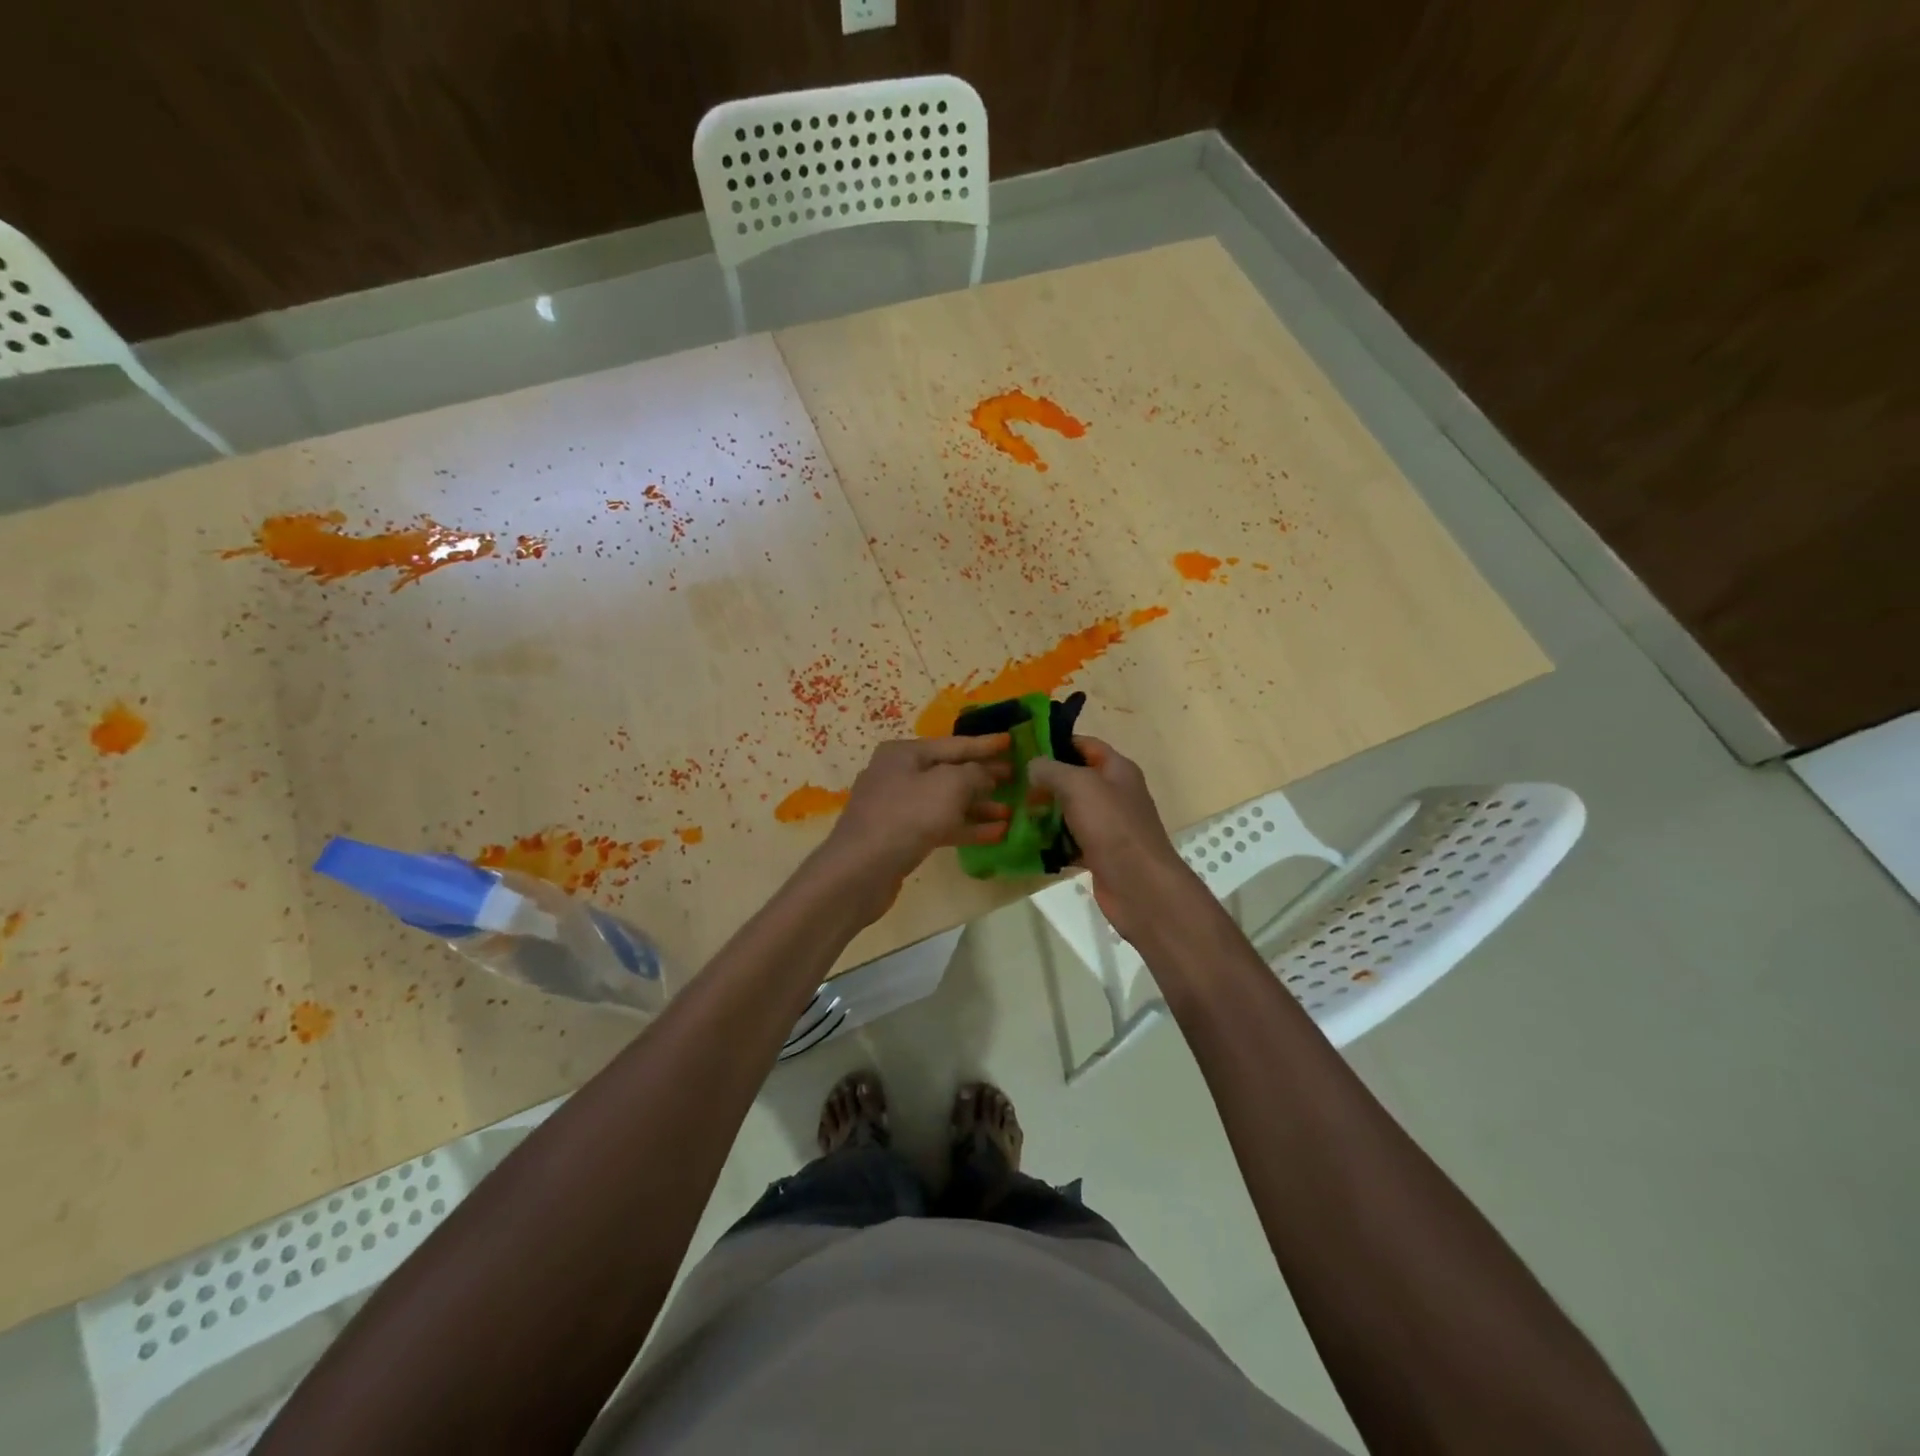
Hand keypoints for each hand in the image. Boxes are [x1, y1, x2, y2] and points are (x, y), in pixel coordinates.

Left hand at [823, 735, 1012, 884]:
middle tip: (1017, 779)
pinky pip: (939, 825)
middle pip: (949, 772)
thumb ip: (975, 774)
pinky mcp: (900, 836)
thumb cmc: (907, 816)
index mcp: (904, 753)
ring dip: (978, 806)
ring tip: (1012, 811)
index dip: (984, 744)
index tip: (1011, 742)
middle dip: (984, 777)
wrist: (860, 870)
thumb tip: (986, 775)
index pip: (953, 744)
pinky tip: (995, 834)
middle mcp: (898, 774)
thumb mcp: (949, 786)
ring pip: (946, 801)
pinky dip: (965, 827)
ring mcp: (897, 807)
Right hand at [1027, 736, 1201, 945]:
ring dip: (1045, 812)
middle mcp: (1115, 794)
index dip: (1056, 742)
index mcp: (1117, 770)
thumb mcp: (1078, 785)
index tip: (1023, 747)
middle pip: (1075, 779)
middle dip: (1044, 780)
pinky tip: (1027, 842)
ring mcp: (1108, 825)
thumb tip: (1033, 765)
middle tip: (1011, 783)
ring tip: (1012, 811)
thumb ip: (1052, 770)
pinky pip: (1070, 841)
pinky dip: (1052, 842)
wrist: (1139, 885)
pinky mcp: (1099, 853)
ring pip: (1070, 811)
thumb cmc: (1111, 826)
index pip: (1085, 745)